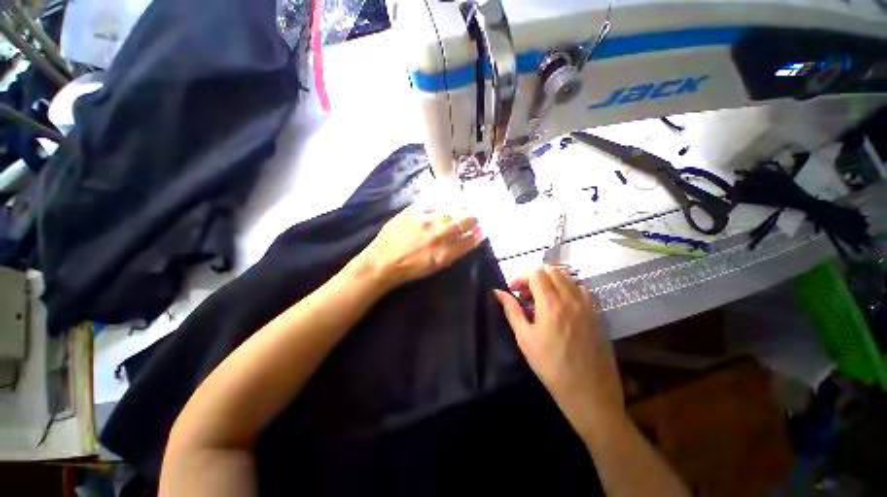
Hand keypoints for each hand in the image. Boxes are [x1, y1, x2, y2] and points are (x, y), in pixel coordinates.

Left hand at [361, 205, 483, 289]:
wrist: (382, 262)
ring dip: (456, 211)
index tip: (480, 229)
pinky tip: (439, 208)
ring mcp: (425, 221)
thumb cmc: (410, 269)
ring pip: (450, 211)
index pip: (469, 240)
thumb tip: (468, 238)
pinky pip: (432, 204)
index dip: (477, 234)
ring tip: (456, 212)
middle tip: (471, 218)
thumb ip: (453, 252)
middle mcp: (437, 236)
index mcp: (444, 254)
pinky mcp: (412, 211)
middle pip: (463, 221)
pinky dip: (439, 206)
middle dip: (471, 219)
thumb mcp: (435, 267)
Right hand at [494, 267, 624, 436]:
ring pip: (568, 277)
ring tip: (544, 300)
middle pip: (552, 271)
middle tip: (528, 297)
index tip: (515, 292)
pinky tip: (563, 307)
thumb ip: (512, 310)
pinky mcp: (597, 313)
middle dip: (535, 278)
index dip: (522, 278)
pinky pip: (582, 289)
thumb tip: (498, 292)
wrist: (589, 392)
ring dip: (552, 282)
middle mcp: (571, 298)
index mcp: (551, 304)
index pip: (536, 273)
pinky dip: (568, 289)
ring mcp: (587, 305)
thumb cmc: (551, 366)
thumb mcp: (525, 338)